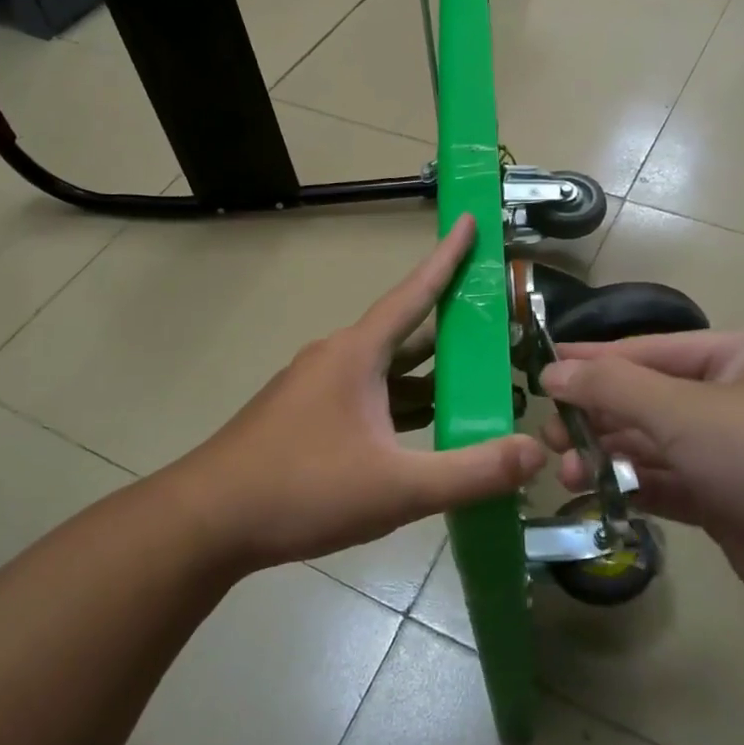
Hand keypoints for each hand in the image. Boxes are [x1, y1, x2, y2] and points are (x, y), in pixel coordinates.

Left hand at [170, 215, 544, 573]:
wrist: (207, 523)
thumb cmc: (302, 490)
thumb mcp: (397, 487)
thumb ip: (471, 472)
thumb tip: (536, 453)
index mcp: (357, 355)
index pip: (413, 293)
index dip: (447, 258)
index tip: (469, 221)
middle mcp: (335, 360)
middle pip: (404, 334)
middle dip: (451, 329)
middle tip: (497, 325)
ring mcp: (314, 390)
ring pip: (384, 372)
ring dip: (426, 376)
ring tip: (474, 384)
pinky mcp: (303, 419)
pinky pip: (365, 399)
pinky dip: (399, 405)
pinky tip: (422, 431)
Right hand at [539, 330, 743, 634]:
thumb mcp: (686, 409)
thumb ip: (614, 388)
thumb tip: (553, 373)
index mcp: (740, 355)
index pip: (650, 350)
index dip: (594, 360)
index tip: (543, 371)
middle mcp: (739, 399)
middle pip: (650, 399)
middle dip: (598, 416)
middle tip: (549, 436)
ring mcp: (736, 455)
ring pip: (657, 447)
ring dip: (611, 456)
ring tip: (566, 471)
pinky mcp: (732, 504)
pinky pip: (671, 486)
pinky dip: (634, 488)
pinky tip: (595, 493)